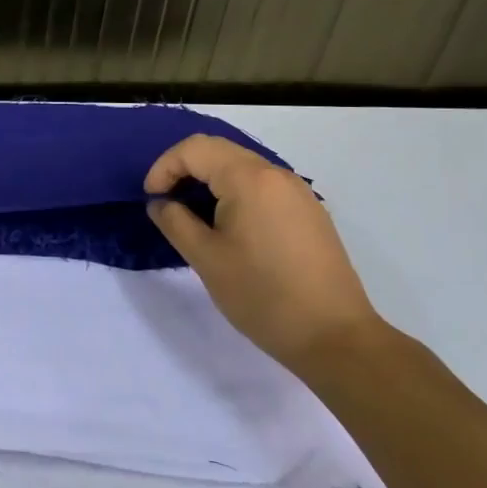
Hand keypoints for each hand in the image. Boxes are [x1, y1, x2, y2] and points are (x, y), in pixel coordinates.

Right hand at [145, 135, 386, 372]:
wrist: (334, 338)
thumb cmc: (261, 294)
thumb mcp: (205, 258)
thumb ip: (174, 221)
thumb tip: (161, 203)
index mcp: (249, 179)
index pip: (194, 149)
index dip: (164, 167)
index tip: (152, 199)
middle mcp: (276, 175)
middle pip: (219, 151)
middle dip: (184, 169)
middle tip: (166, 201)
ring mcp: (298, 193)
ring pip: (242, 167)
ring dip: (210, 180)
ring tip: (193, 214)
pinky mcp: (310, 213)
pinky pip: (262, 186)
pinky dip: (235, 192)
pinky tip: (229, 226)